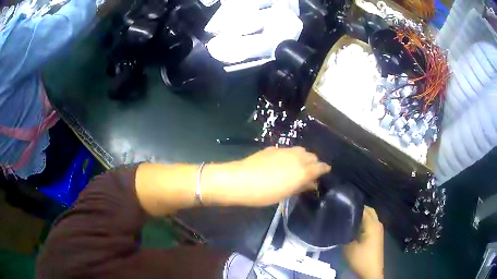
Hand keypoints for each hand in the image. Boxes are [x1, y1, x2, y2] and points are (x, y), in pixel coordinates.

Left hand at [230, 146, 330, 206]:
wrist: (240, 180)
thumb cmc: (264, 193)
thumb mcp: (285, 194)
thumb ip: (301, 186)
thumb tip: (312, 183)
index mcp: (303, 171)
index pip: (320, 166)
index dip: (323, 169)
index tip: (324, 172)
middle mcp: (297, 157)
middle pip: (312, 156)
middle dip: (313, 163)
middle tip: (309, 172)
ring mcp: (284, 151)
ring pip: (301, 150)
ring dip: (303, 157)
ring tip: (297, 166)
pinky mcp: (273, 148)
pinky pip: (288, 150)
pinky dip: (291, 155)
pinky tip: (283, 162)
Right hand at [344, 206, 383, 278]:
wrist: (371, 272)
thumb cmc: (361, 259)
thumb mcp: (349, 247)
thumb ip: (344, 234)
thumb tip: (339, 225)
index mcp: (372, 224)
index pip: (363, 209)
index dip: (353, 207)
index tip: (341, 207)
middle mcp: (377, 224)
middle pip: (369, 211)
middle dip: (357, 210)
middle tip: (343, 212)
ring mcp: (378, 230)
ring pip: (370, 217)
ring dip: (360, 216)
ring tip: (346, 219)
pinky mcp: (377, 236)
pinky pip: (370, 224)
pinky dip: (363, 223)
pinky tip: (353, 228)